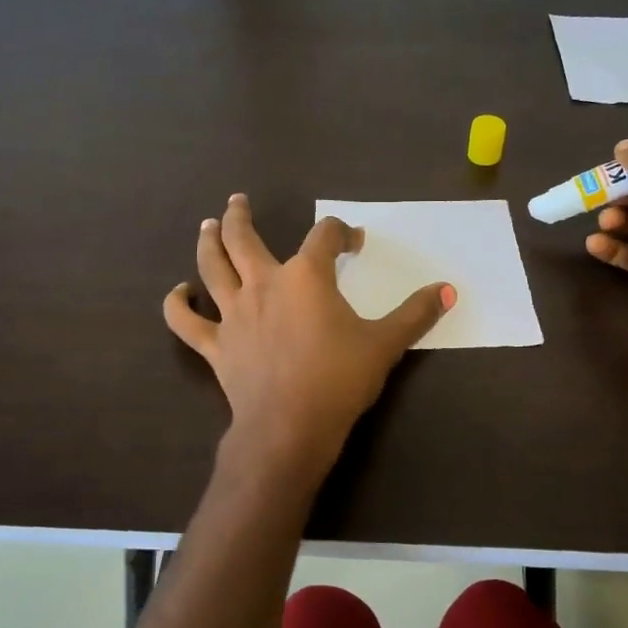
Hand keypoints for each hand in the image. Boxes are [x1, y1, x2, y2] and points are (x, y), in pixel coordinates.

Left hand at [164, 194, 455, 463]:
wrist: (291, 426)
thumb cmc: (340, 380)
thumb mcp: (386, 344)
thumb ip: (416, 314)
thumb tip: (449, 289)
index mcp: (307, 276)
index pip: (324, 236)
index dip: (342, 232)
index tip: (354, 242)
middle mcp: (264, 283)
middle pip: (244, 238)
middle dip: (240, 216)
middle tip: (237, 201)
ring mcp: (234, 313)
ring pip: (212, 267)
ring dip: (208, 242)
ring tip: (207, 226)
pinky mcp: (216, 345)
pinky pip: (187, 321)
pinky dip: (178, 304)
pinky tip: (179, 292)